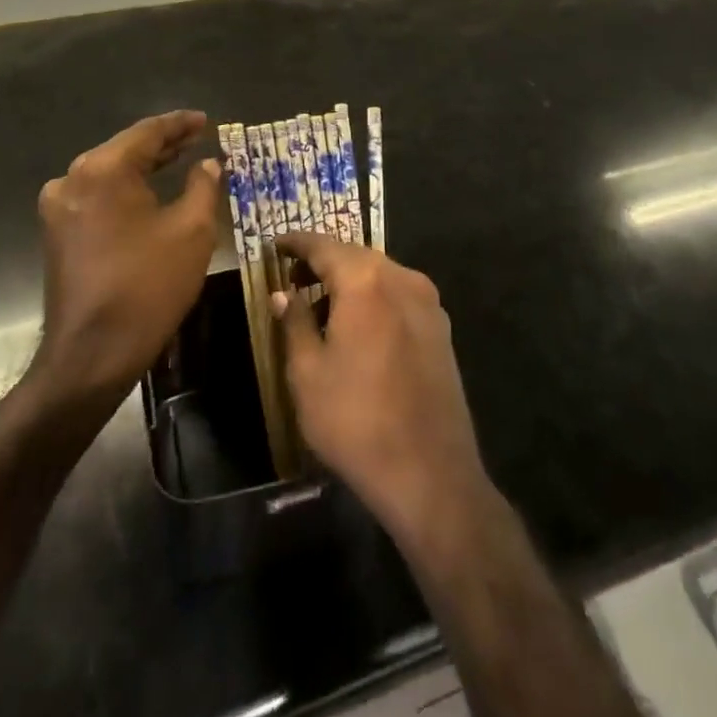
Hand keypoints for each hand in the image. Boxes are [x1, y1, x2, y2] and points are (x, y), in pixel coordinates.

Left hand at [33, 111, 221, 403]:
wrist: (92, 354)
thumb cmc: (148, 286)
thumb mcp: (191, 231)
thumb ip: (203, 186)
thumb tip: (209, 163)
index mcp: (103, 169)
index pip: (148, 132)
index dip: (180, 124)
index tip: (205, 120)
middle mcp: (73, 178)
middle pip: (126, 149)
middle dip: (164, 145)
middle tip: (198, 138)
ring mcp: (59, 206)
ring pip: (110, 173)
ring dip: (145, 167)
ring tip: (181, 159)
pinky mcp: (58, 232)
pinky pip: (98, 196)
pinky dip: (127, 190)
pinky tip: (151, 192)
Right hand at [273, 231, 490, 542]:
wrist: (430, 473)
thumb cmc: (356, 420)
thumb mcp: (308, 372)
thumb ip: (294, 322)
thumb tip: (283, 294)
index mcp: (366, 280)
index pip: (323, 245)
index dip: (296, 243)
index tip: (275, 244)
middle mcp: (401, 278)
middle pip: (355, 256)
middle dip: (323, 261)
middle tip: (292, 276)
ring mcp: (428, 302)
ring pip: (379, 275)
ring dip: (349, 281)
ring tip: (320, 304)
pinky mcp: (441, 328)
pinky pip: (398, 296)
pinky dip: (373, 298)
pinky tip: (357, 325)